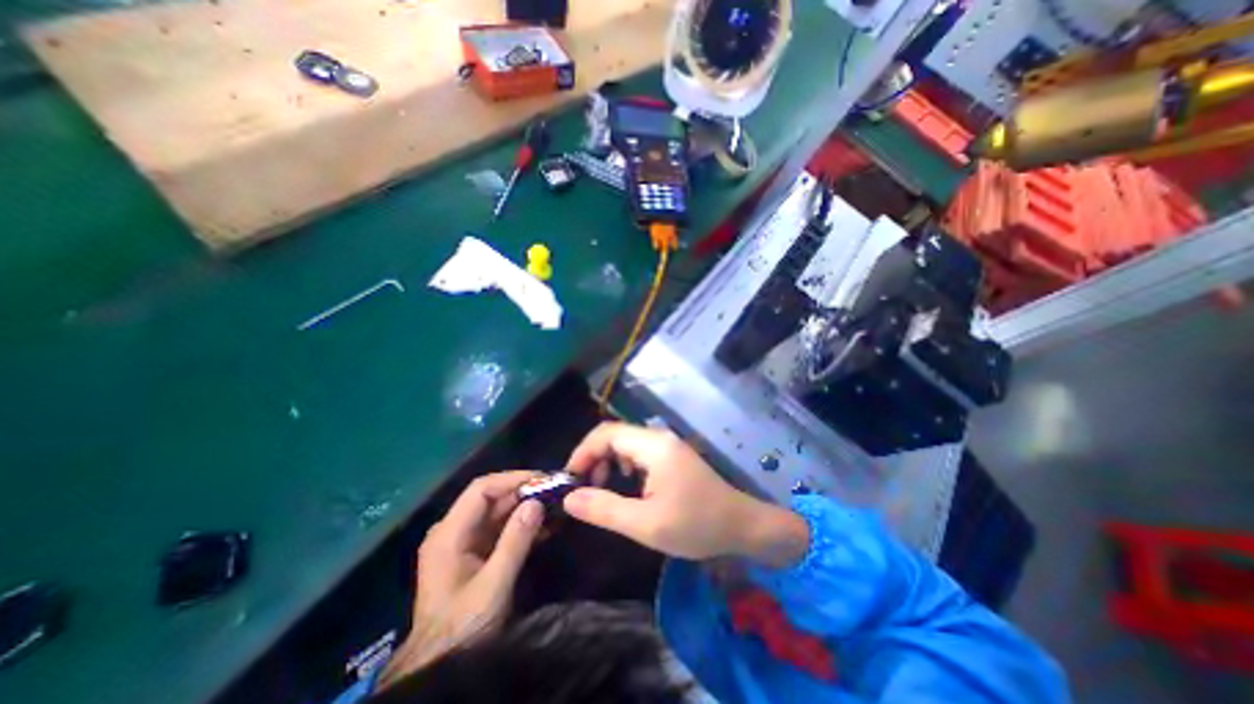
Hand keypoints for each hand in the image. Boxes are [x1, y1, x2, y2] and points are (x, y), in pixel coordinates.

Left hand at [385, 473, 547, 681]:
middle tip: (556, 491)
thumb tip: (537, 502)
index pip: (481, 489)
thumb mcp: (493, 585)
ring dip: (526, 508)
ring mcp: (464, 542)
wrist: (440, 667)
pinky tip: (547, 525)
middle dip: (524, 492)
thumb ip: (515, 541)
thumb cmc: (463, 626)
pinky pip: (501, 529)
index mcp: (449, 534)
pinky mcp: (476, 554)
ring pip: (498, 513)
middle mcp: (454, 531)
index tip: (543, 480)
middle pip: (491, 499)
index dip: (512, 479)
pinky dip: (523, 525)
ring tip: (556, 505)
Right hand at [561, 424, 812, 565]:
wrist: (741, 526)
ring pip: (625, 443)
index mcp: (652, 446)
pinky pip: (638, 453)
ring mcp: (667, 445)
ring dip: (608, 462)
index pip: (605, 433)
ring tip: (603, 489)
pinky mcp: (672, 456)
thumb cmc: (696, 524)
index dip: (582, 452)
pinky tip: (627, 486)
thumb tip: (569, 498)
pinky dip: (623, 466)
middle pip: (614, 435)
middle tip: (586, 489)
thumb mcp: (646, 523)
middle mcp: (658, 437)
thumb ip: (604, 509)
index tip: (570, 480)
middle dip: (593, 458)